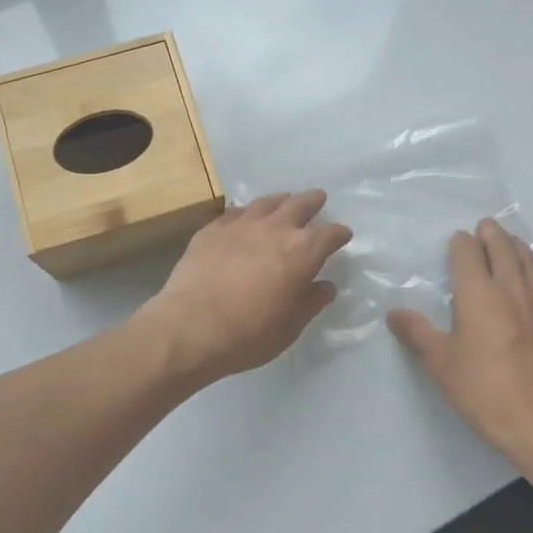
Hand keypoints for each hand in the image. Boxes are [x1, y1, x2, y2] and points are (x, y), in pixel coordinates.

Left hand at [138, 190, 352, 382]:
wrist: (190, 327)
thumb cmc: (248, 334)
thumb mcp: (290, 327)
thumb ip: (311, 302)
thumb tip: (325, 286)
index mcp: (302, 251)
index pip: (329, 234)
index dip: (339, 234)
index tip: (343, 235)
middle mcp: (274, 228)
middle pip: (299, 205)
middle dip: (313, 201)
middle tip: (318, 198)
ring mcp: (240, 224)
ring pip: (266, 202)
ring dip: (281, 201)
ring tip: (285, 200)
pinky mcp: (211, 229)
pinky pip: (235, 213)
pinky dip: (247, 213)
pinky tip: (245, 217)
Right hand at [388, 219, 532, 460]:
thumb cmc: (483, 389)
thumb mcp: (440, 363)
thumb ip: (417, 332)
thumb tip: (394, 312)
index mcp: (477, 293)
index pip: (468, 252)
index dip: (461, 244)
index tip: (457, 242)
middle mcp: (511, 287)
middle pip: (502, 248)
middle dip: (491, 234)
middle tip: (486, 227)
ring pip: (530, 261)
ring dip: (517, 248)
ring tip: (511, 243)